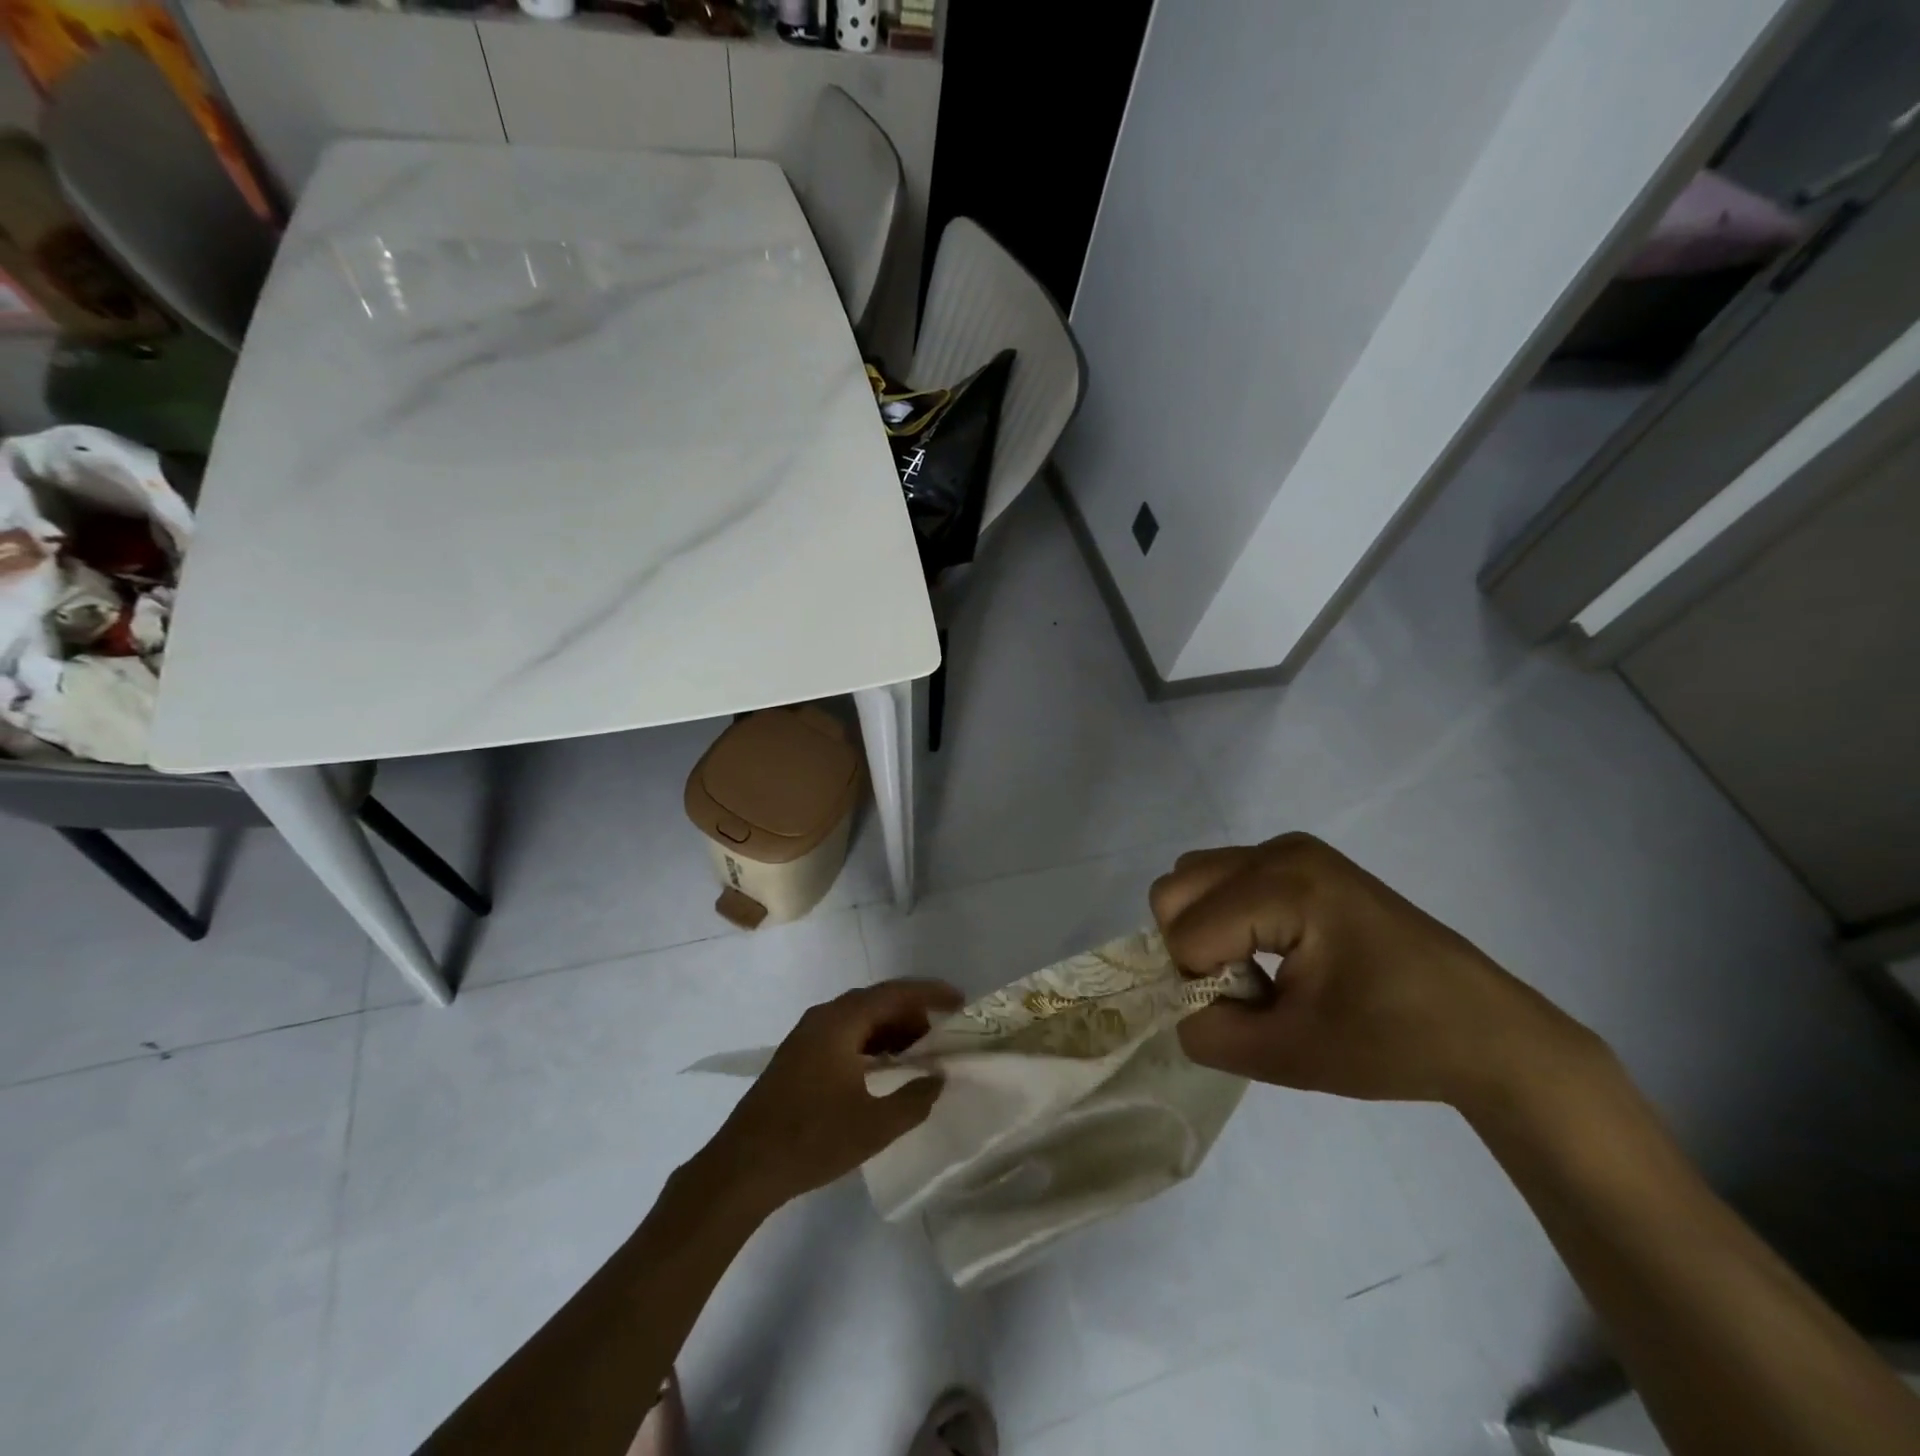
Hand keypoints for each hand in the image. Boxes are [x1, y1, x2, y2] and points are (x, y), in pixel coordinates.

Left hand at [706, 979, 962, 1212]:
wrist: (742, 1168)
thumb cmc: (811, 1140)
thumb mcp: (874, 1126)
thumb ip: (913, 1099)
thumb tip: (938, 1079)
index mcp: (841, 1022)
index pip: (895, 993)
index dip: (930, 993)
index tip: (959, 1001)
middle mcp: (823, 1018)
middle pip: (876, 1002)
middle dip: (912, 1014)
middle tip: (941, 1036)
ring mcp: (806, 1037)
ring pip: (859, 1019)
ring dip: (890, 1031)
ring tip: (918, 1054)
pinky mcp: (797, 1057)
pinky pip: (844, 1035)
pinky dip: (870, 1044)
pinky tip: (883, 1069)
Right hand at [1151, 834, 1598, 1108]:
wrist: (1484, 1030)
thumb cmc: (1395, 1043)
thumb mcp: (1290, 1056)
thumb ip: (1208, 1033)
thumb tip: (1178, 1005)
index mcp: (1285, 886)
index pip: (1187, 933)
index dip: (1201, 986)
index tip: (1254, 1014)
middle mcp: (1279, 850)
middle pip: (1175, 890)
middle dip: (1188, 948)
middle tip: (1241, 989)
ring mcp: (1290, 848)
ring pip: (1192, 878)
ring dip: (1201, 929)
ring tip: (1253, 969)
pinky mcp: (1298, 858)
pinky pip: (1222, 877)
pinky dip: (1222, 916)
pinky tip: (1267, 950)